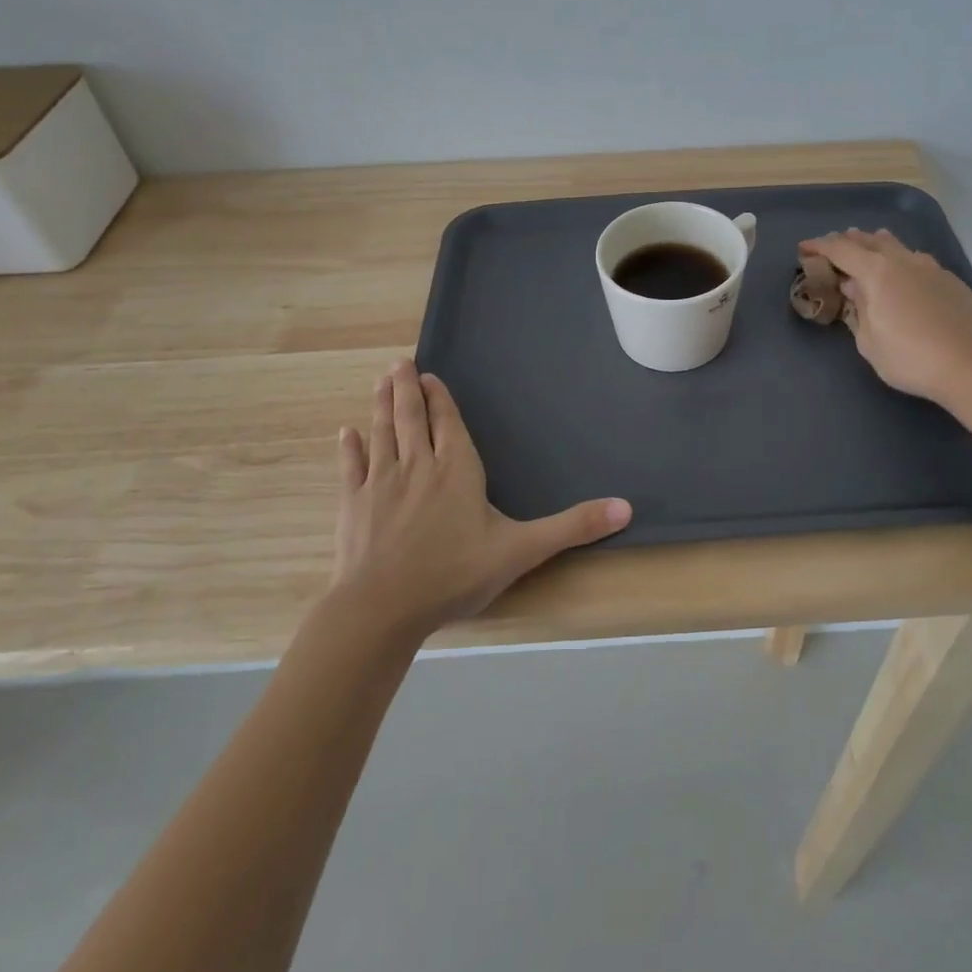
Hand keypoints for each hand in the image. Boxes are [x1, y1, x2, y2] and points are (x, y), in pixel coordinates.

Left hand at [328, 360, 631, 635]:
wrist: (382, 608)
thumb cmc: (455, 574)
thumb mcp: (522, 550)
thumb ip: (572, 526)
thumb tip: (626, 507)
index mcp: (457, 469)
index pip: (447, 423)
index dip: (438, 398)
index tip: (427, 375)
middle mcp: (418, 465)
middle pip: (411, 417)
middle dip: (406, 389)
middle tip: (399, 362)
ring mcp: (381, 483)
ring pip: (383, 433)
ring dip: (381, 405)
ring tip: (380, 381)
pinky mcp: (353, 505)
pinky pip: (352, 468)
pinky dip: (349, 449)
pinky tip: (345, 433)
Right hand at [797, 228, 971, 405]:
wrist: (970, 366)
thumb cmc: (909, 358)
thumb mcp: (868, 341)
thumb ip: (858, 309)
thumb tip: (853, 288)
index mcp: (877, 272)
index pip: (841, 250)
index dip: (819, 246)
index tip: (804, 248)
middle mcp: (904, 261)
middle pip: (870, 241)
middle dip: (849, 241)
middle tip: (834, 245)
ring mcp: (932, 268)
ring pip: (899, 247)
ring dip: (878, 244)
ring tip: (869, 246)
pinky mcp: (951, 282)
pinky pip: (919, 262)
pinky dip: (902, 262)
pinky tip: (904, 275)